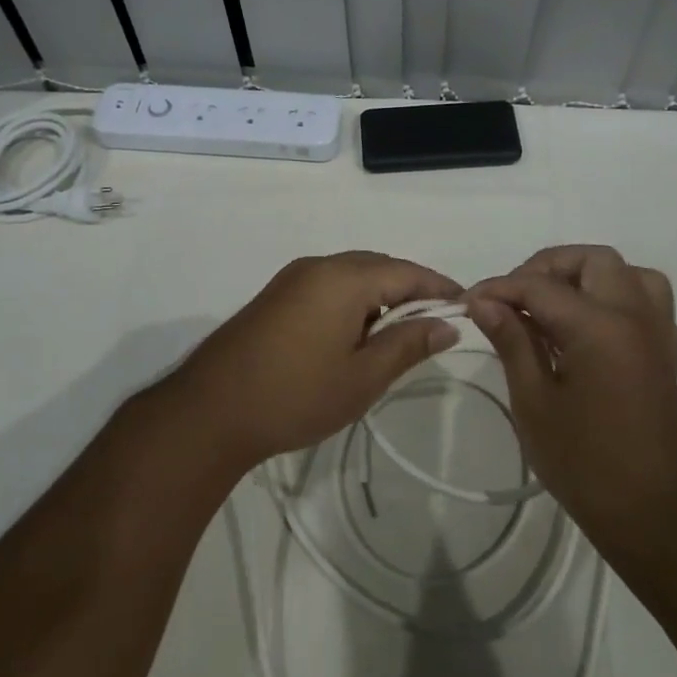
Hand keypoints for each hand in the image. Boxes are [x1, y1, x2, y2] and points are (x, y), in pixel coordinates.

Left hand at [161, 251, 462, 470]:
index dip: (439, 286)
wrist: (211, 410)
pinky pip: (328, 286)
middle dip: (410, 289)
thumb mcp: (363, 376)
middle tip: (435, 322)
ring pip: (351, 275)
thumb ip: (408, 345)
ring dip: (380, 296)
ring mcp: (292, 279)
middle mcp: (318, 266)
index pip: (406, 271)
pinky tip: (357, 334)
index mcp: (343, 278)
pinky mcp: (276, 296)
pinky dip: (353, 301)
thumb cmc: (296, 395)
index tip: (466, 305)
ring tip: (399, 333)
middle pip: (378, 267)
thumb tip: (448, 324)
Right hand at [466, 246, 676, 552]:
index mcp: (599, 326)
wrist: (654, 515)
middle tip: (514, 300)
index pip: (539, 285)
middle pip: (592, 260)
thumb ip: (512, 341)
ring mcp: (657, 333)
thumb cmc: (585, 463)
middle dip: (546, 268)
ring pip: (627, 274)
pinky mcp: (666, 353)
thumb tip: (484, 302)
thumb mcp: (534, 402)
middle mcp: (635, 316)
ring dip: (587, 277)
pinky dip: (614, 298)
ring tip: (554, 307)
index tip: (468, 301)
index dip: (499, 288)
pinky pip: (645, 301)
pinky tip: (587, 329)